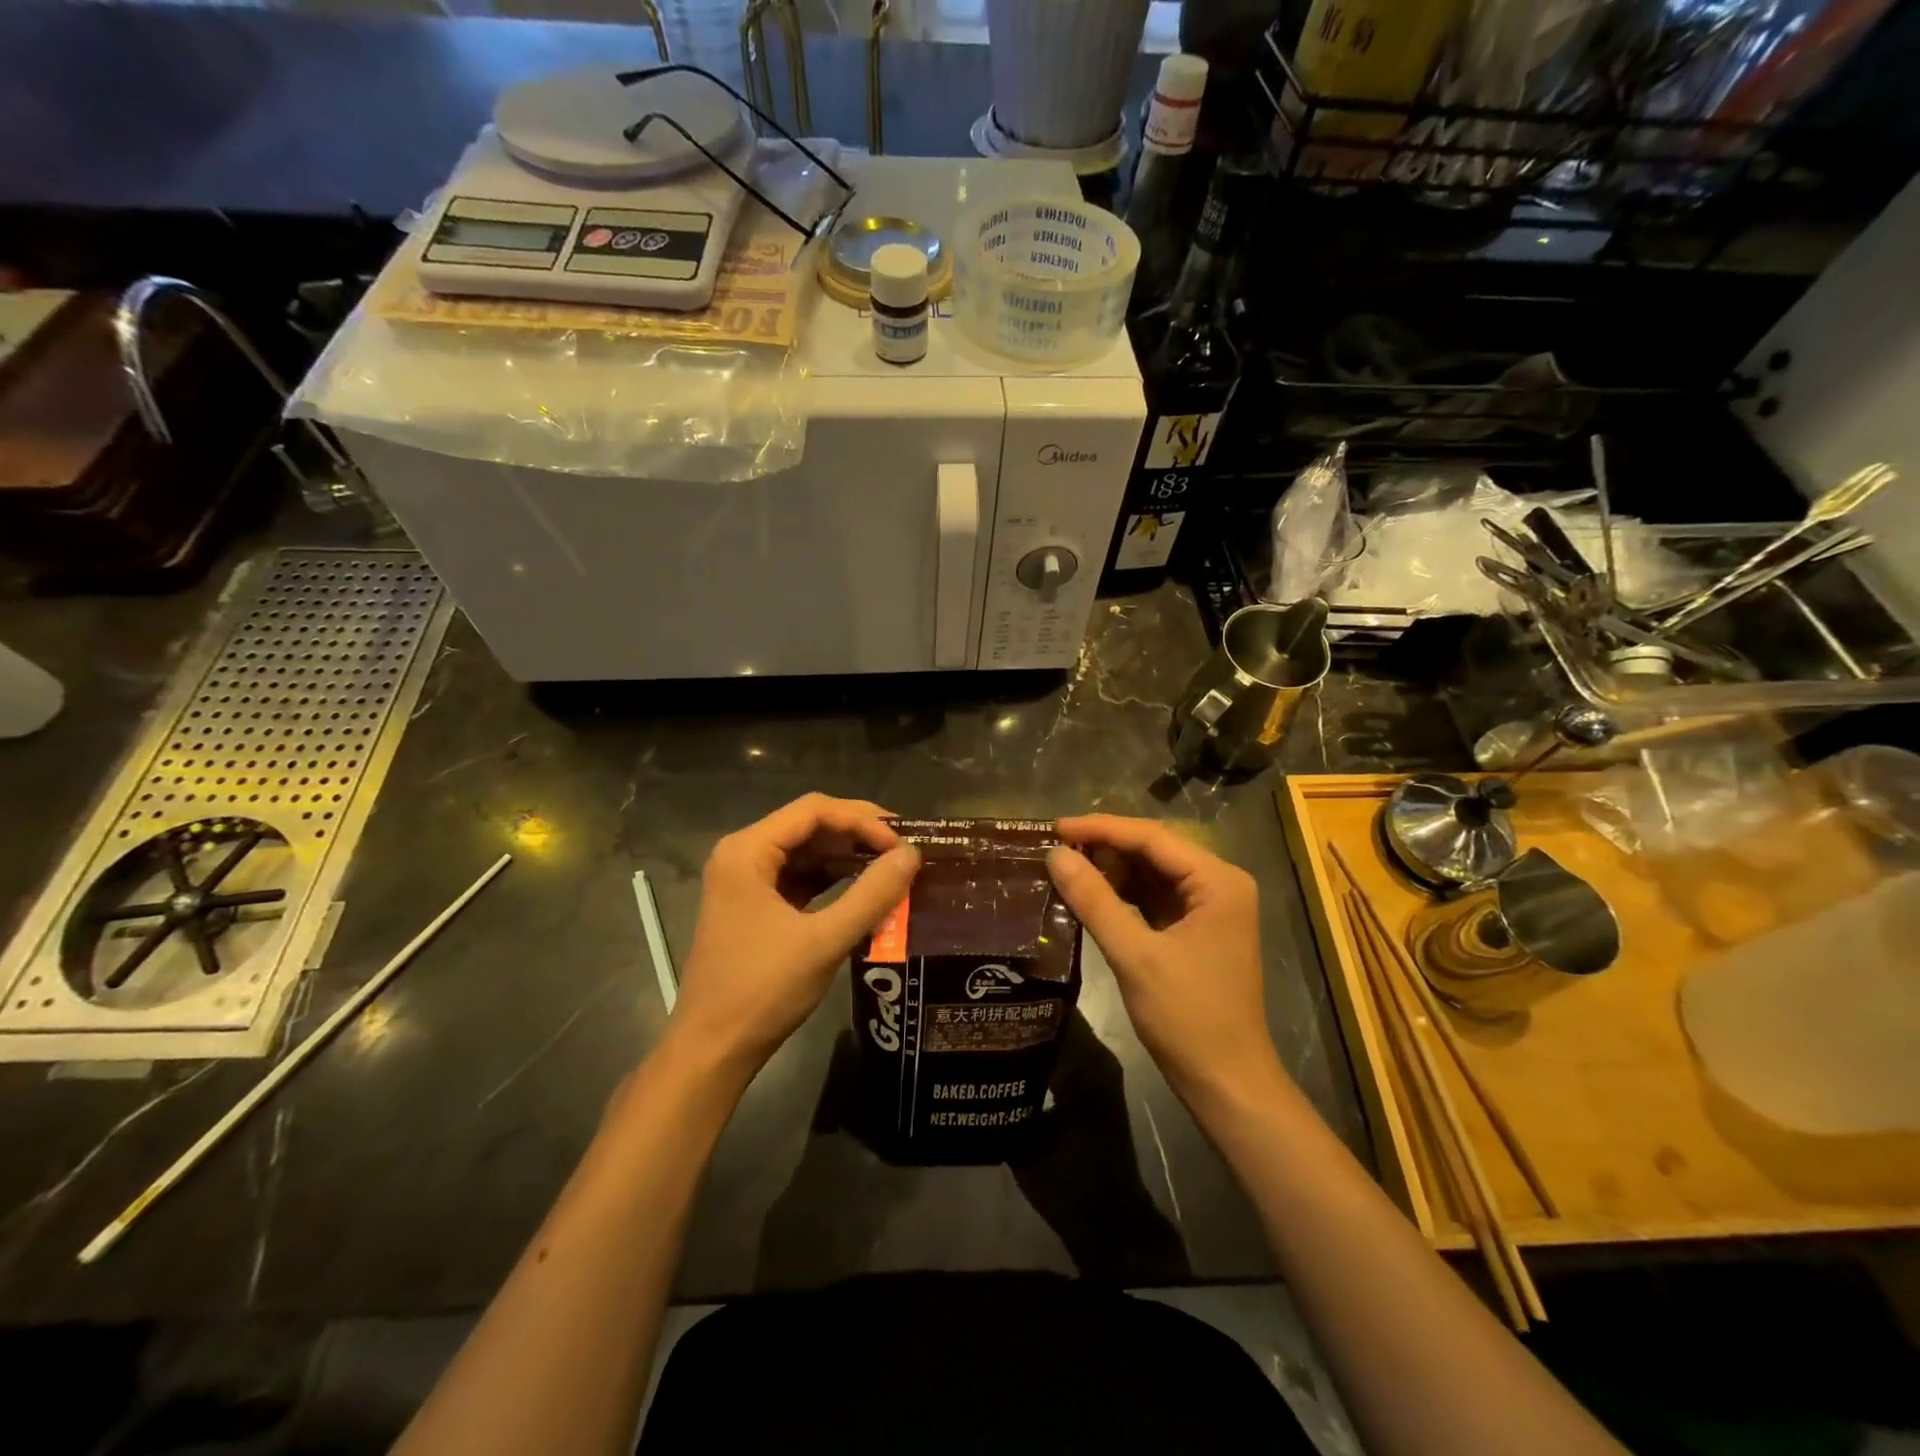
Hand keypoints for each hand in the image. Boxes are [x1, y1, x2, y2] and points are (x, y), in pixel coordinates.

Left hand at [669, 795, 920, 1079]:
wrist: (712, 1052)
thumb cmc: (762, 991)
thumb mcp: (824, 941)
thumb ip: (871, 895)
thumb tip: (912, 855)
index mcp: (747, 851)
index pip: (814, 811)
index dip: (863, 820)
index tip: (902, 843)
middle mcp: (743, 855)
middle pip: (810, 825)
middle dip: (858, 835)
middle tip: (905, 850)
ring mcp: (747, 881)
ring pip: (807, 852)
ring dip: (848, 857)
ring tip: (893, 868)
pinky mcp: (755, 906)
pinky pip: (800, 878)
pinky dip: (833, 880)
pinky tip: (866, 889)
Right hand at [1048, 815, 1286, 1112]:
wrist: (1227, 1084)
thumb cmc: (1188, 1018)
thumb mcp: (1135, 955)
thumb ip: (1094, 900)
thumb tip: (1054, 855)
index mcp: (1218, 881)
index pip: (1152, 837)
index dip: (1100, 828)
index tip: (1054, 827)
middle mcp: (1219, 884)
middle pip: (1153, 850)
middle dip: (1104, 847)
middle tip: (1054, 847)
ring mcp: (1209, 908)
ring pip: (1151, 873)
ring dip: (1110, 870)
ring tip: (1064, 866)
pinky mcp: (1195, 930)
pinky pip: (1153, 898)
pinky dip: (1121, 895)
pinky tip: (1088, 894)